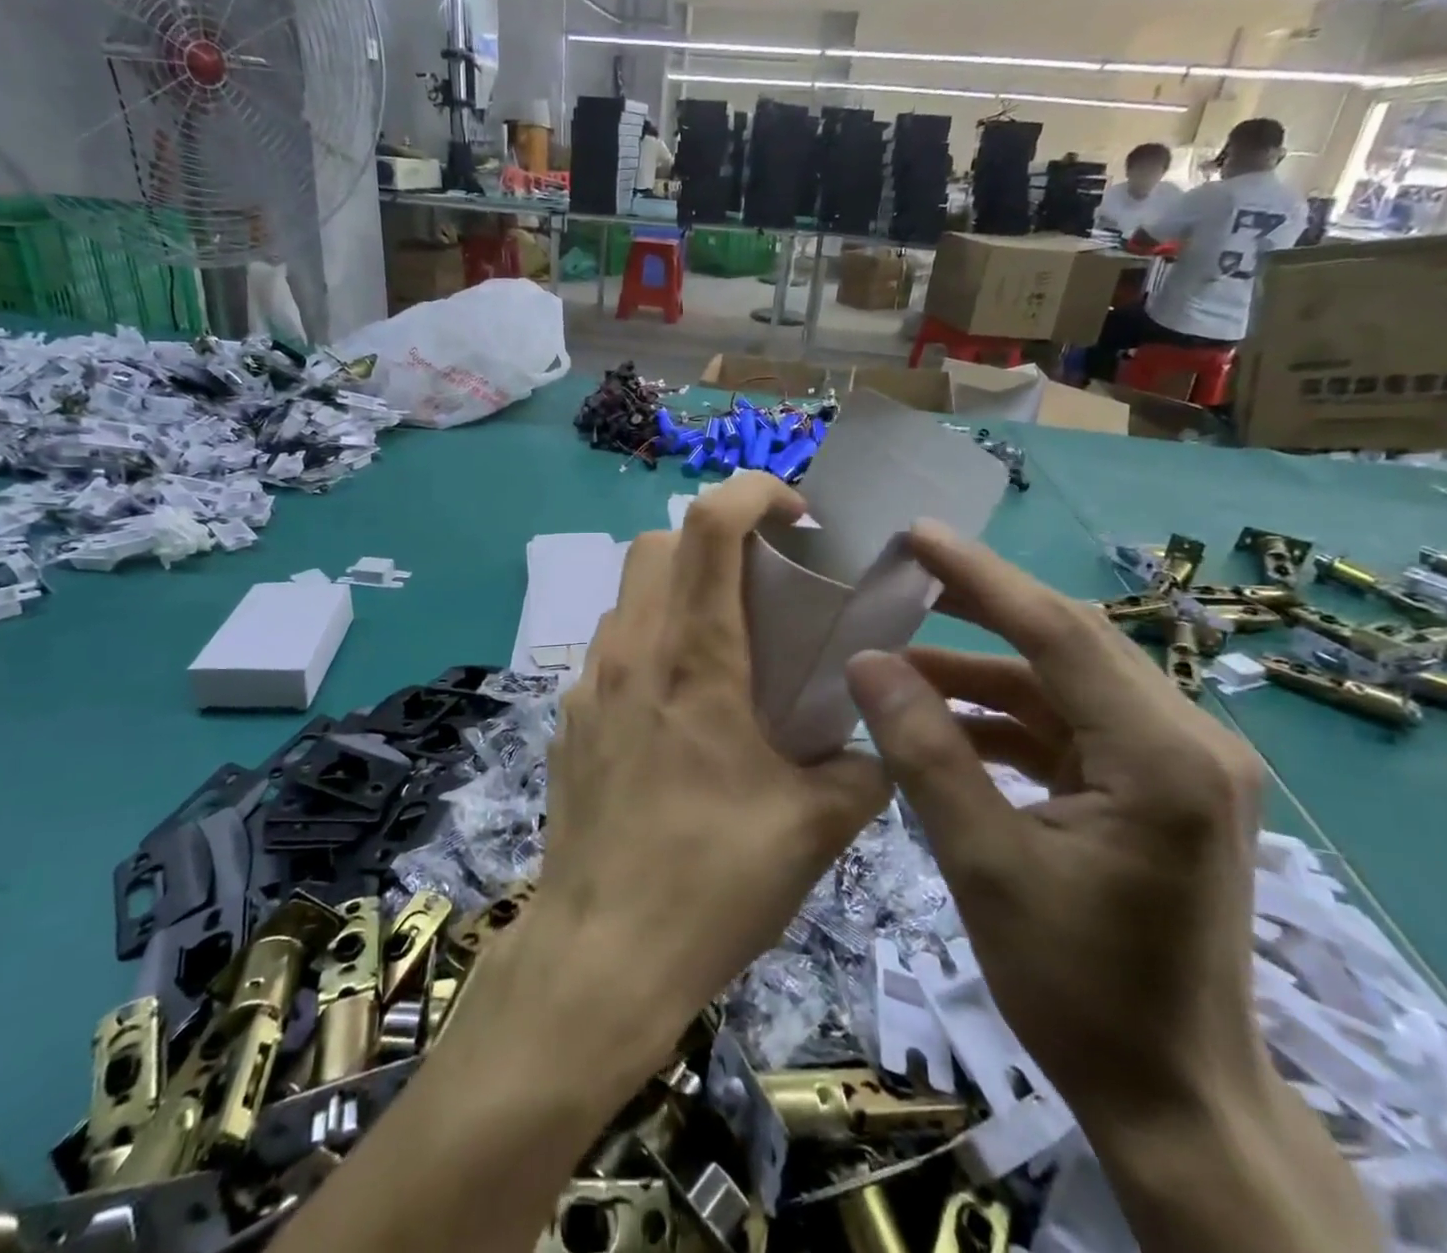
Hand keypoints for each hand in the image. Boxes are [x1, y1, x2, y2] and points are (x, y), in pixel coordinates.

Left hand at [534, 473, 888, 1070]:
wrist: (601, 954)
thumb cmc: (712, 883)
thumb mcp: (815, 828)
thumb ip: (861, 770)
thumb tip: (874, 748)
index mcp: (695, 659)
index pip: (711, 525)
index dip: (754, 492)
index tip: (797, 516)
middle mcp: (633, 652)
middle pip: (660, 542)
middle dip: (716, 539)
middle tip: (763, 583)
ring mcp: (591, 683)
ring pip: (631, 592)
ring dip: (679, 588)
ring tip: (724, 643)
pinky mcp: (571, 717)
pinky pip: (612, 646)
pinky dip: (650, 639)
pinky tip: (678, 705)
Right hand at [844, 521, 1271, 1132]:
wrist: (1173, 1097)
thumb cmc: (1077, 987)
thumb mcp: (983, 862)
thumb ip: (924, 751)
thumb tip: (866, 662)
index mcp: (1161, 756)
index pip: (1058, 632)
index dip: (980, 577)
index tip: (915, 535)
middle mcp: (1187, 741)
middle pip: (1068, 643)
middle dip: (980, 606)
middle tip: (901, 576)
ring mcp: (1178, 765)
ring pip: (1064, 683)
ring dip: (983, 668)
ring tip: (899, 660)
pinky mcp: (1156, 788)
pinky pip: (1070, 725)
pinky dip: (1004, 715)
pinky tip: (944, 720)